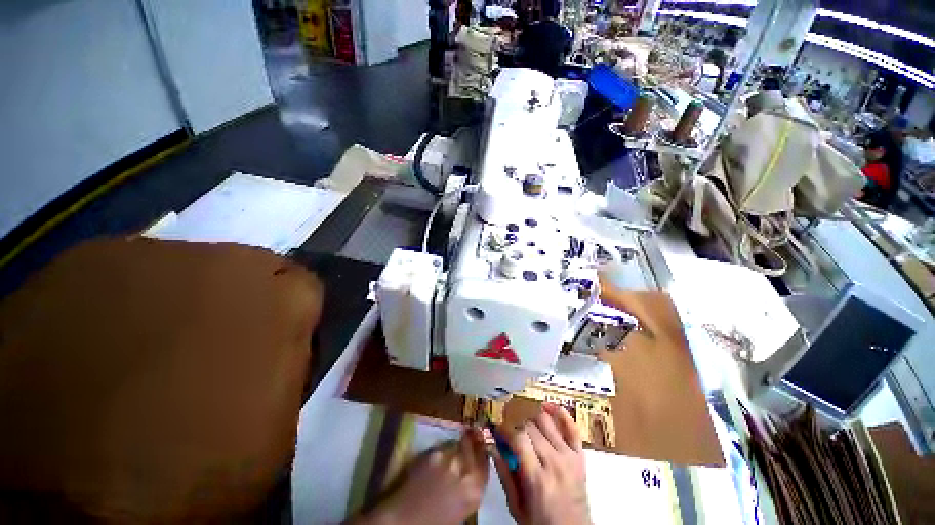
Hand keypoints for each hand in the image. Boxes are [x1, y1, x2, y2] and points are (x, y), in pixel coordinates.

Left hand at [351, 428, 488, 524]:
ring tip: (452, 447)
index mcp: (475, 491)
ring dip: (457, 445)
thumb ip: (469, 487)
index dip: (484, 449)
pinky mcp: (433, 453)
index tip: (483, 441)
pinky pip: (442, 447)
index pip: (485, 462)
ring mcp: (449, 459)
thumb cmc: (435, 521)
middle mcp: (465, 471)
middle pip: (473, 447)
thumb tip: (472, 471)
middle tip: (472, 433)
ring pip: (458, 445)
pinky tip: (437, 457)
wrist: (405, 520)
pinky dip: (442, 450)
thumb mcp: (462, 507)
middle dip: (473, 439)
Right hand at [493, 404, 590, 524]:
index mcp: (537, 478)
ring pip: (546, 421)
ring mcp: (570, 456)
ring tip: (524, 425)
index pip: (518, 438)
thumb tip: (492, 446)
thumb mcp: (516, 507)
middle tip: (509, 430)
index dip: (505, 429)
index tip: (497, 429)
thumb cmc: (541, 524)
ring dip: (532, 419)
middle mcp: (555, 462)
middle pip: (530, 427)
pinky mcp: (580, 455)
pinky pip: (571, 426)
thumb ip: (504, 475)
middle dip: (516, 425)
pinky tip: (547, 406)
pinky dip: (559, 413)